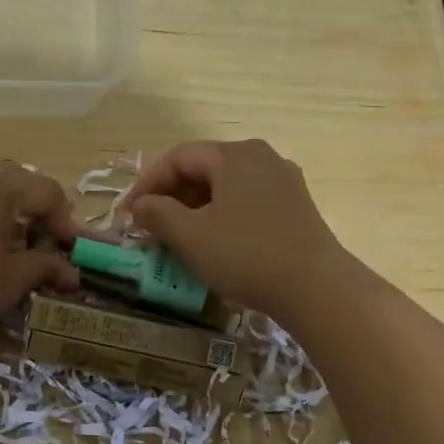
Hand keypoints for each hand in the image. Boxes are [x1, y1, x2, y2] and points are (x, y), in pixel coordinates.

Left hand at [0, 158, 83, 358]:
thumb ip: (45, 267)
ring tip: (5, 238)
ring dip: (2, 204)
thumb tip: (72, 272)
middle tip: (41, 242)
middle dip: (33, 208)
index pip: (47, 191)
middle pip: (14, 179)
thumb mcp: (10, 281)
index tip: (68, 249)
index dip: (64, 220)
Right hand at [118, 140, 349, 318]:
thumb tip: (139, 206)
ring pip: (225, 188)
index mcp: (235, 155)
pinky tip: (212, 244)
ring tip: (174, 238)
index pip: (178, 157)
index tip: (127, 214)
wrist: (316, 288)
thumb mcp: (191, 236)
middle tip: (148, 227)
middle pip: (203, 170)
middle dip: (170, 197)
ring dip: (194, 210)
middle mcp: (261, 158)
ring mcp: (283, 182)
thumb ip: (158, 214)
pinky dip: (220, 218)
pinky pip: (246, 204)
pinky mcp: (295, 208)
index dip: (147, 183)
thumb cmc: (246, 255)